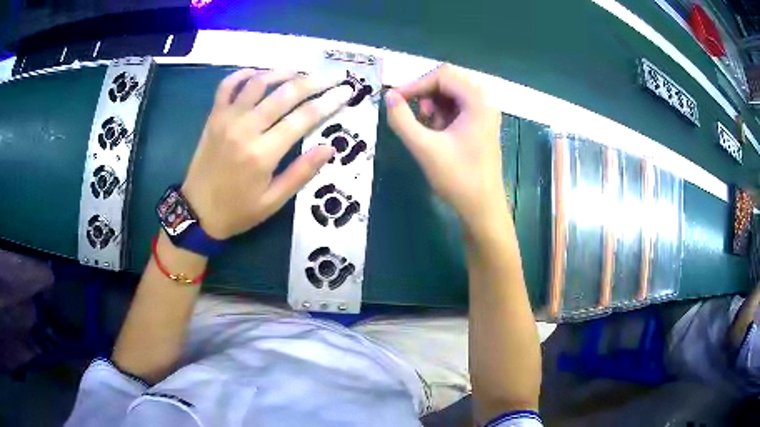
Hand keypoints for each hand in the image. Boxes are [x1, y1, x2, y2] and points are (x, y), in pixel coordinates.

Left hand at [181, 69, 352, 239]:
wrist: (196, 212)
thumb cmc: (237, 211)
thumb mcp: (273, 201)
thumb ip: (301, 172)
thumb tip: (329, 147)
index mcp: (263, 153)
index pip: (304, 118)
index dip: (329, 101)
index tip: (347, 91)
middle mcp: (245, 129)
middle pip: (285, 94)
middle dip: (315, 81)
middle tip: (335, 75)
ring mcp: (227, 119)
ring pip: (258, 83)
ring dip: (283, 73)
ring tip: (301, 72)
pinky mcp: (213, 117)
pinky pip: (227, 86)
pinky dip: (243, 74)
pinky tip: (258, 73)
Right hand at [385, 64, 505, 225]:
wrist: (482, 208)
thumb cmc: (457, 178)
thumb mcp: (424, 147)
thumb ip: (402, 119)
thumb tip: (389, 97)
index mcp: (477, 101)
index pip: (442, 76)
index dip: (416, 84)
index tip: (395, 100)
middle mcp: (485, 101)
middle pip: (449, 81)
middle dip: (427, 94)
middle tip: (417, 115)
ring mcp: (485, 114)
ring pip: (453, 94)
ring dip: (434, 105)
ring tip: (427, 127)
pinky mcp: (482, 126)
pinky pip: (459, 108)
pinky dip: (443, 115)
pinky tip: (437, 134)